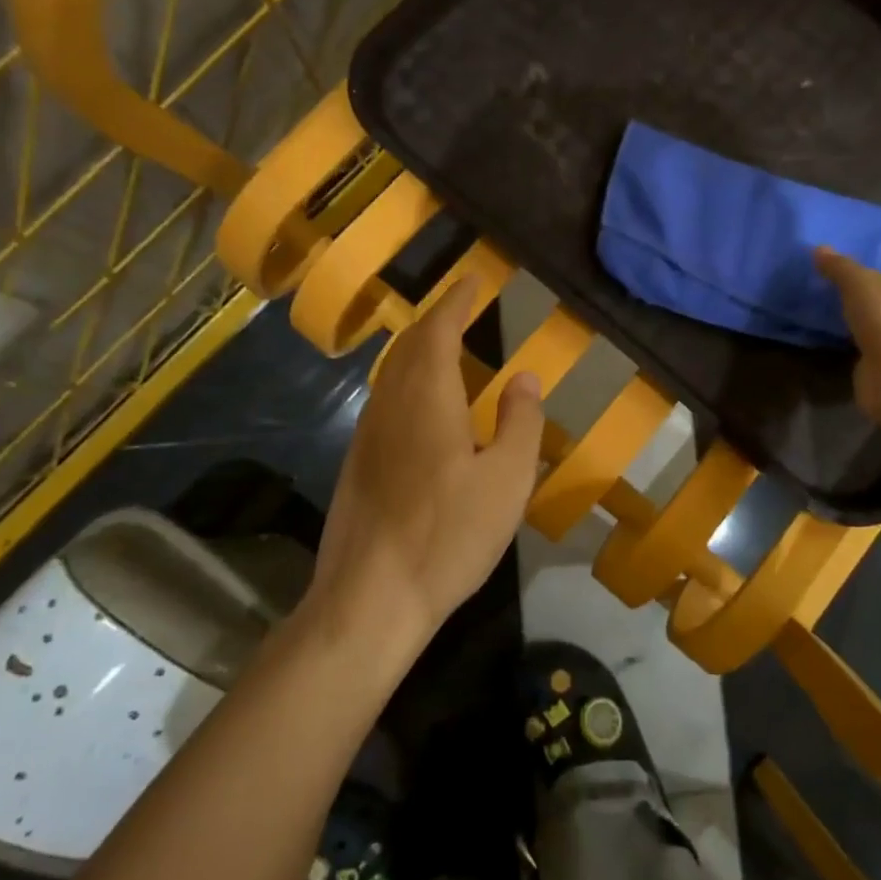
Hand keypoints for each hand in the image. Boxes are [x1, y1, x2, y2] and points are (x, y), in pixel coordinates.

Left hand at [307, 277, 545, 660]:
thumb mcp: (507, 480)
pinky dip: (407, 384)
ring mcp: (366, 437)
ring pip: (391, 375)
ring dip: (418, 352)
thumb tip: (523, 378)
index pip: (437, 331)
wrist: (370, 599)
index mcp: (426, 399)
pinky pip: (384, 403)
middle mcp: (389, 406)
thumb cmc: (448, 536)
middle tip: (461, 311)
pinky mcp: (357, 466)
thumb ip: (520, 423)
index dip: (455, 301)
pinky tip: (424, 410)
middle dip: (435, 322)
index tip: (472, 280)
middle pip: (407, 348)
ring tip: (447, 352)